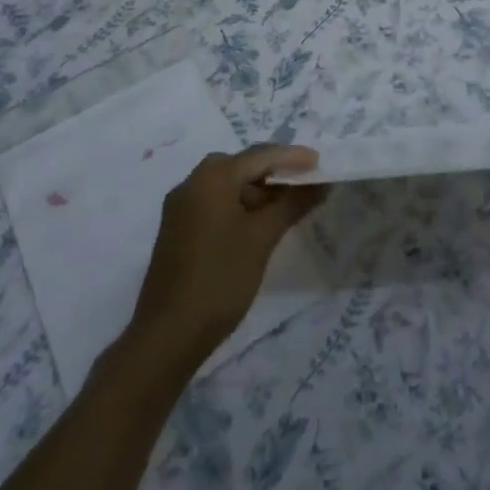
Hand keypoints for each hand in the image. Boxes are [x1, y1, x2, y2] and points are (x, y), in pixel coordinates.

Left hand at [129, 145, 327, 362]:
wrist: (168, 334)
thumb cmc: (220, 279)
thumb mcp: (263, 238)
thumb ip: (293, 203)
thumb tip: (321, 183)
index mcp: (212, 177)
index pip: (260, 155)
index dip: (293, 157)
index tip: (321, 163)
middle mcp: (192, 183)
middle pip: (241, 165)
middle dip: (275, 171)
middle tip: (305, 181)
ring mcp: (181, 207)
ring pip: (227, 184)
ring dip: (258, 189)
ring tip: (288, 205)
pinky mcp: (178, 229)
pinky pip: (215, 202)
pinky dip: (240, 204)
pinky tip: (259, 224)